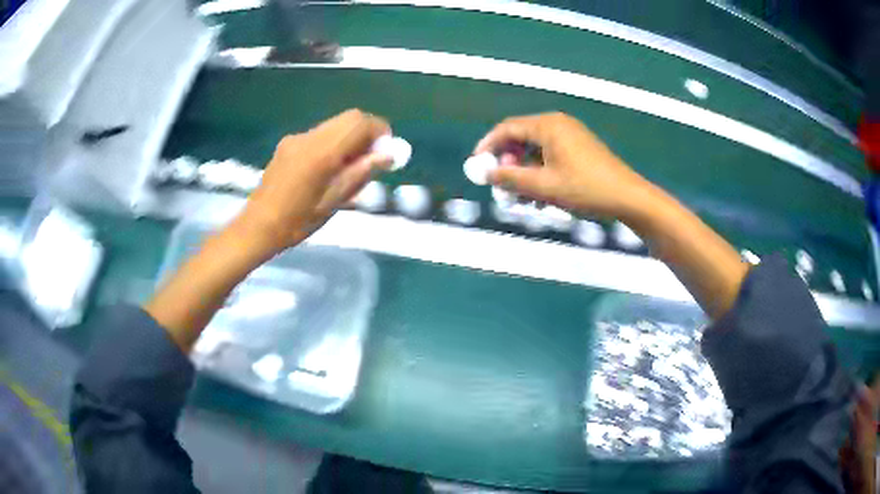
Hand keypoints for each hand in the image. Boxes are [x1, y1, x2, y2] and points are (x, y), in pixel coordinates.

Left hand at [239, 109, 391, 255]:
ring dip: (349, 138)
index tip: (386, 150)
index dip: (379, 131)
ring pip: (334, 125)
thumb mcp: (333, 202)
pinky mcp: (288, 144)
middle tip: (371, 158)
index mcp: (322, 152)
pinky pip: (319, 134)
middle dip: (366, 132)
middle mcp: (309, 137)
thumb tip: (387, 155)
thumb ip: (360, 173)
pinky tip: (327, 169)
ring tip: (349, 167)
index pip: (359, 123)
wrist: (257, 226)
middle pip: (348, 118)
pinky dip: (333, 142)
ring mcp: (296, 138)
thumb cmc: (297, 221)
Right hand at [476, 112, 647, 217]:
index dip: (488, 146)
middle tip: (501, 184)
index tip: (477, 165)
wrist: (628, 197)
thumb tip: (487, 174)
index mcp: (548, 125)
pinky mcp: (580, 148)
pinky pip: (551, 156)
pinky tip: (541, 195)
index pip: (507, 129)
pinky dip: (541, 172)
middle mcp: (558, 124)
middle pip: (521, 138)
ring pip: (536, 150)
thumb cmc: (585, 189)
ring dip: (524, 172)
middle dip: (508, 162)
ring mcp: (571, 135)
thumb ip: (511, 178)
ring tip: (522, 197)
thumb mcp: (544, 186)